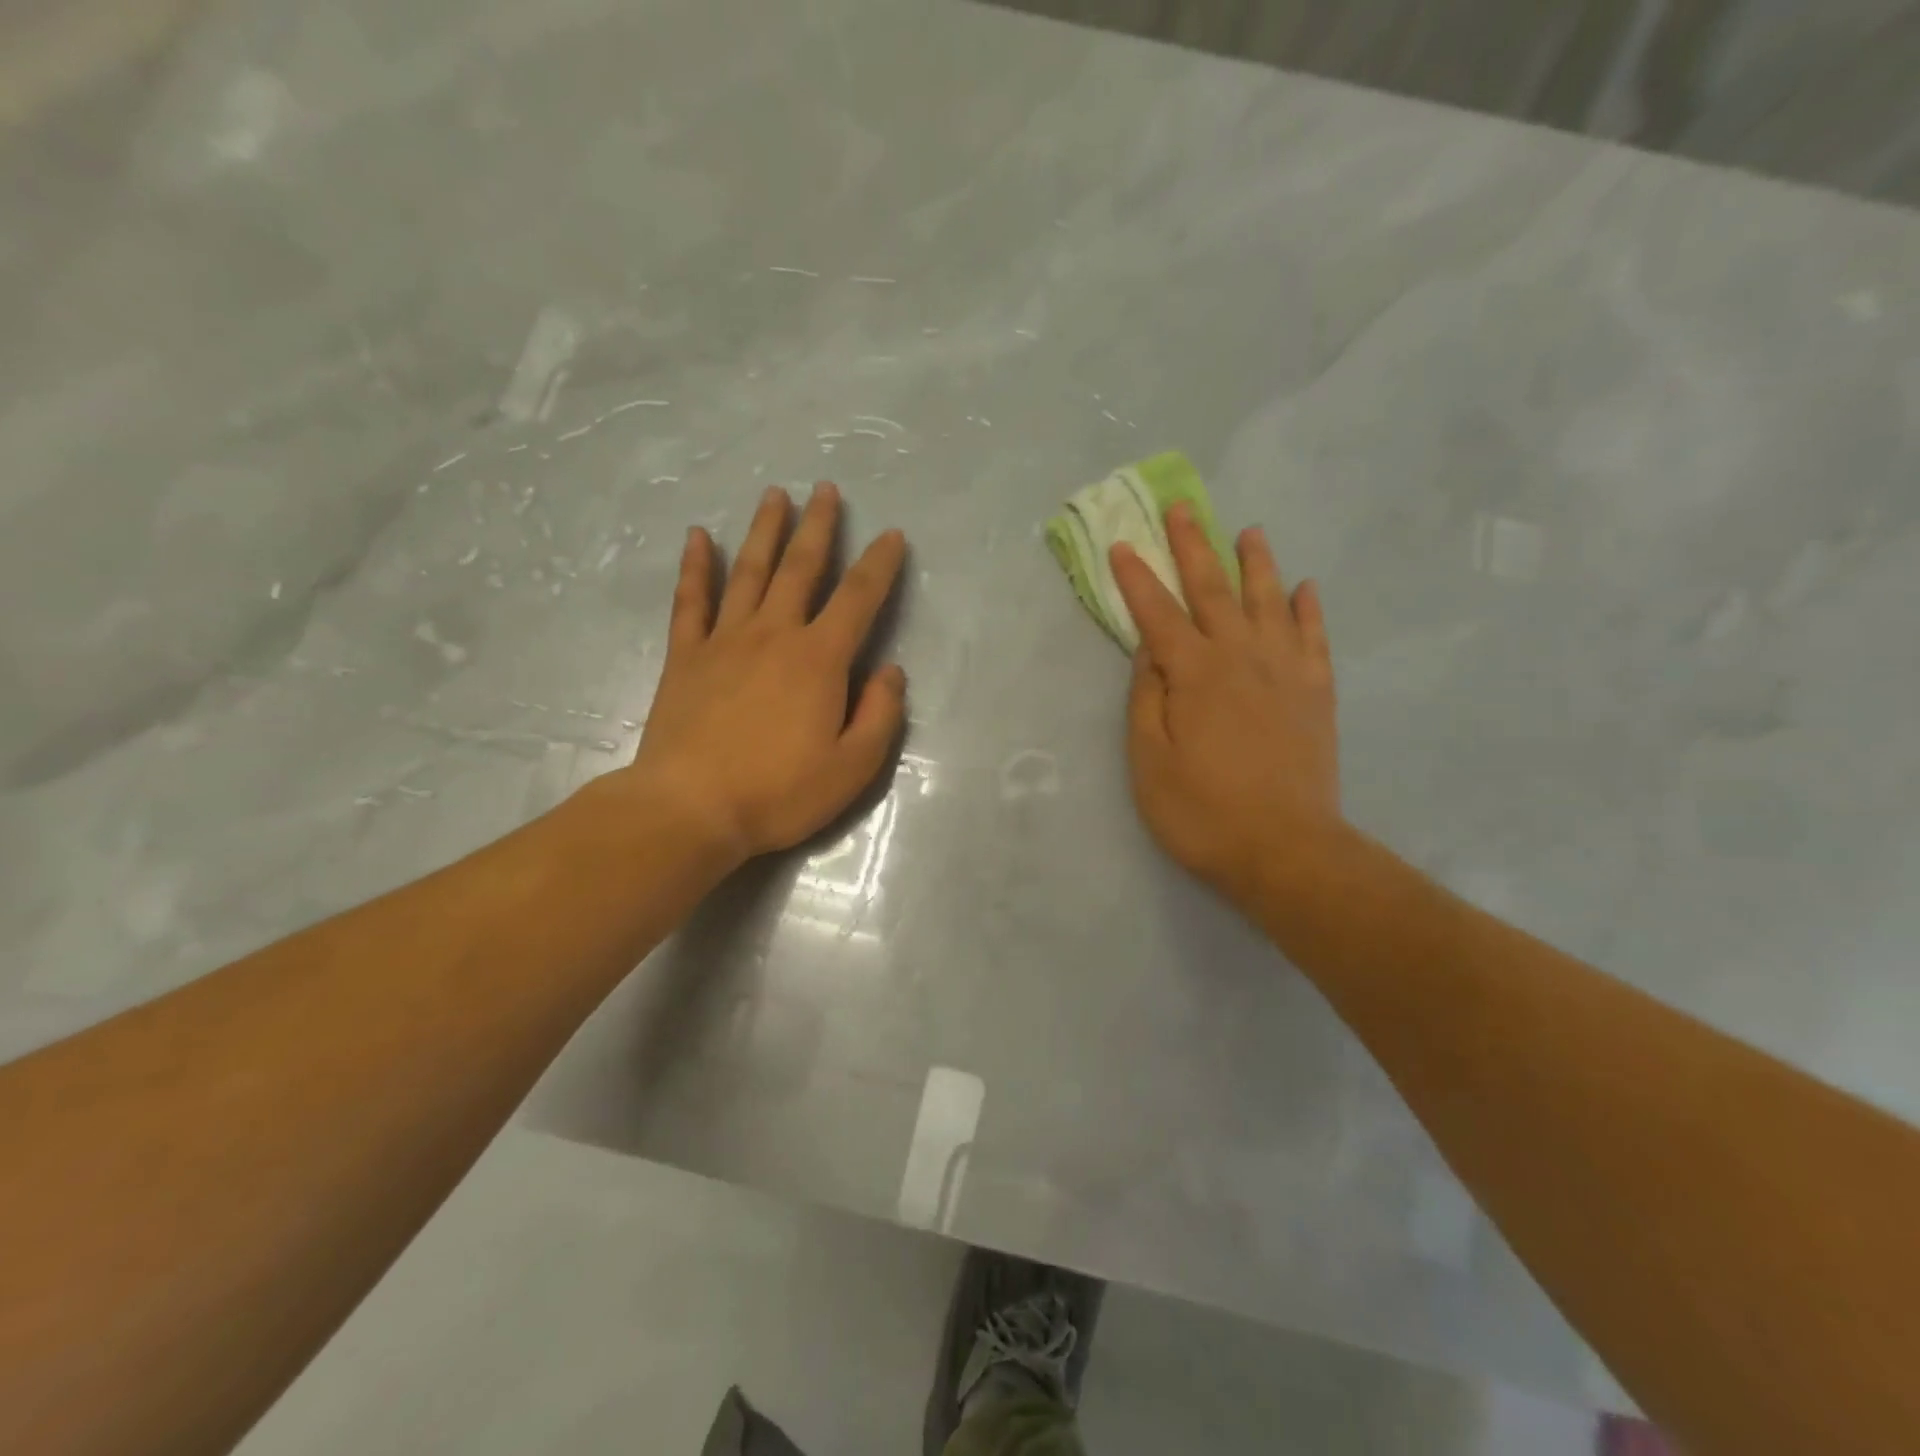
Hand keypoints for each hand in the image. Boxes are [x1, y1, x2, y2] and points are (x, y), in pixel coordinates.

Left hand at [621, 482, 906, 864]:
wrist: (690, 808)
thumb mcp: (853, 767)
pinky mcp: (686, 656)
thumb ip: (881, 715)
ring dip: (764, 531)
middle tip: (826, 490)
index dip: (880, 564)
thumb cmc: (779, 792)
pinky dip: (695, 566)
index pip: (859, 598)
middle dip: (818, 526)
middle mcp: (774, 634)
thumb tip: (890, 672)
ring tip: (775, 494)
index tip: (892, 535)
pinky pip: (691, 600)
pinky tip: (697, 537)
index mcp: (820, 659)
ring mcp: (725, 640)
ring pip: (749, 571)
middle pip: (801, 568)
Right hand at [1110, 504, 1340, 911]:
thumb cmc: (1201, 811)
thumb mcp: (1149, 760)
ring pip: (1269, 600)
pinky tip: (1305, 587)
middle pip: (1213, 590)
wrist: (1285, 849)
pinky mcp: (1316, 692)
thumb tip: (1149, 649)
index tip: (1123, 544)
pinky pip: (1314, 637)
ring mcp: (1285, 671)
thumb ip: (1147, 697)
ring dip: (1255, 563)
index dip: (1138, 578)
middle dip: (1193, 547)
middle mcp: (1240, 657)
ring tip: (1249, 531)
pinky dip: (1308, 608)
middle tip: (1183, 509)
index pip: (1158, 613)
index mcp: (1193, 673)